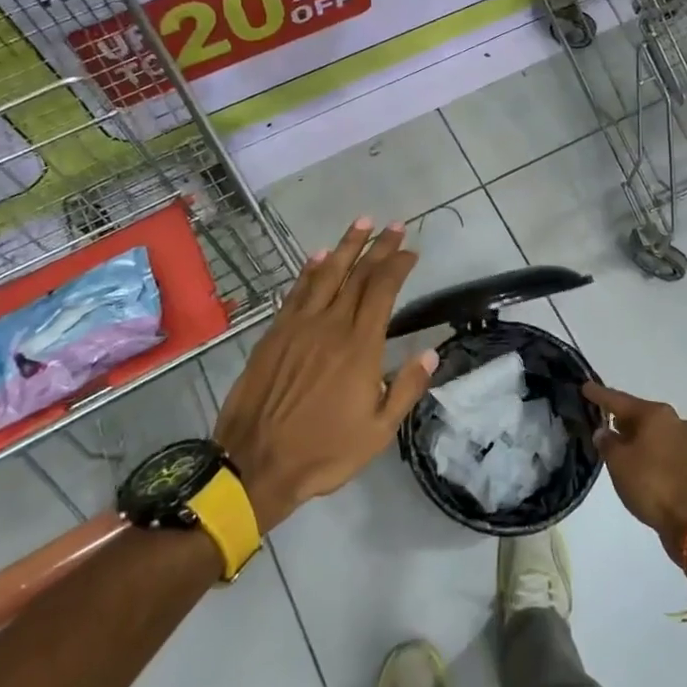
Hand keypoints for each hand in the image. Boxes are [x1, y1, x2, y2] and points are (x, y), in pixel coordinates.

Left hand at [214, 218, 436, 531]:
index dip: (397, 265)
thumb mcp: (378, 431)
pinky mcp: (274, 334)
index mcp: (360, 347)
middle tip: (394, 226)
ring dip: (345, 246)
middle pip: (358, 275)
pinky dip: (309, 271)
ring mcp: (299, 326)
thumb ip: (406, 389)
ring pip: (326, 275)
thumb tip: (431, 353)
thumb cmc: (324, 452)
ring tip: (361, 223)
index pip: (382, 291)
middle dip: (378, 247)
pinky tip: (318, 257)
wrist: (255, 463)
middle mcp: (330, 326)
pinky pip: (296, 292)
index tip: (411, 250)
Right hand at [587, 382, 686, 561]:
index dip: (599, 394)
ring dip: (632, 434)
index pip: (619, 400)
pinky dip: (646, 447)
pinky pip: (661, 445)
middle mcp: (673, 420)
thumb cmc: (651, 484)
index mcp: (655, 413)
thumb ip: (606, 442)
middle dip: (618, 415)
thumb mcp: (618, 462)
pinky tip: (635, 457)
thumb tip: (604, 432)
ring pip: (650, 430)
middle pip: (638, 413)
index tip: (585, 386)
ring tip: (614, 439)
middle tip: (598, 416)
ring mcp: (685, 440)